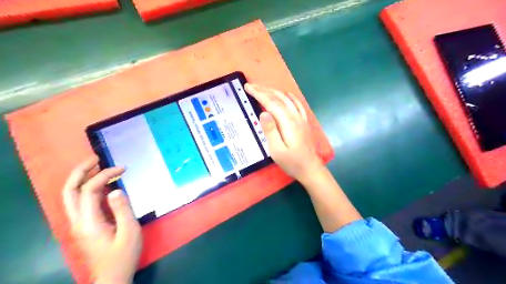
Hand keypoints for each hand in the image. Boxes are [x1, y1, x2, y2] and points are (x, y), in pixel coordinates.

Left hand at [64, 157, 141, 283]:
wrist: (113, 275)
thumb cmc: (124, 254)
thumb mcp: (129, 231)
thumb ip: (123, 209)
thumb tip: (117, 189)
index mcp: (89, 221)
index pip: (90, 190)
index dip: (105, 175)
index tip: (123, 169)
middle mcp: (78, 221)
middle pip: (69, 191)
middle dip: (80, 171)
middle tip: (95, 158)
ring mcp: (80, 223)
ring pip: (71, 196)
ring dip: (81, 178)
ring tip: (97, 166)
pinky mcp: (85, 225)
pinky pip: (81, 202)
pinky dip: (88, 188)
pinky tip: (102, 185)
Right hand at [245, 84, 323, 181]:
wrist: (310, 169)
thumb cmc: (291, 162)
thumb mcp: (277, 150)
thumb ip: (270, 131)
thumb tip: (263, 112)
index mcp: (287, 122)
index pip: (271, 103)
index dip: (259, 94)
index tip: (248, 87)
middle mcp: (295, 116)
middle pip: (279, 98)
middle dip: (264, 90)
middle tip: (251, 86)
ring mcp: (301, 118)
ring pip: (287, 99)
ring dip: (274, 92)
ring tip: (263, 88)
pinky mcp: (304, 122)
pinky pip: (297, 104)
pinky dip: (290, 97)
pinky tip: (286, 94)